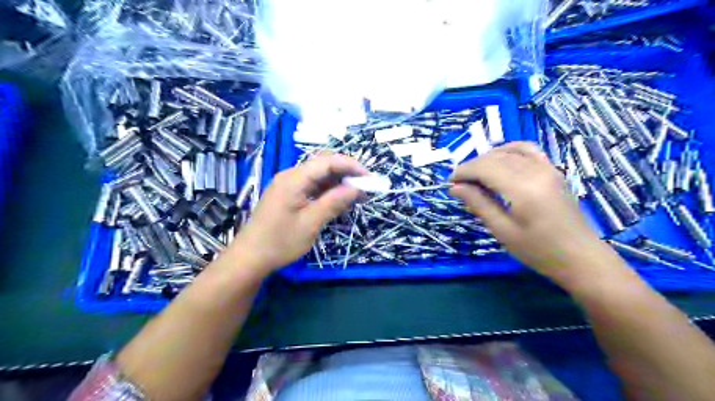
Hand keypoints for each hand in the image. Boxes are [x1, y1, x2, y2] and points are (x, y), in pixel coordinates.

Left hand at [232, 152, 368, 272]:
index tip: (369, 178)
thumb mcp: (311, 223)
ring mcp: (288, 185)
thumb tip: (356, 188)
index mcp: (294, 179)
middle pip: (323, 166)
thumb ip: (334, 202)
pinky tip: (339, 201)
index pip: (328, 161)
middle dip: (346, 173)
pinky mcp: (288, 195)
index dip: (351, 166)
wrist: (249, 258)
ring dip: (338, 183)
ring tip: (357, 196)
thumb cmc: (280, 242)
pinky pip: (312, 187)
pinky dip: (327, 192)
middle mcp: (290, 176)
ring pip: (319, 177)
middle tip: (365, 188)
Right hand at [448, 143, 616, 282]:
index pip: (485, 168)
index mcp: (522, 189)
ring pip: (509, 151)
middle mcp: (536, 171)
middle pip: (495, 157)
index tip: (450, 183)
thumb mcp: (502, 231)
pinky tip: (500, 160)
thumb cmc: (538, 251)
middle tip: (459, 183)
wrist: (580, 257)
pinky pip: (528, 150)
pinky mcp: (553, 170)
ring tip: (476, 174)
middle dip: (472, 166)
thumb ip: (479, 204)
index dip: (464, 171)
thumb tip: (455, 188)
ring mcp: (548, 168)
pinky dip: (509, 150)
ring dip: (488, 158)